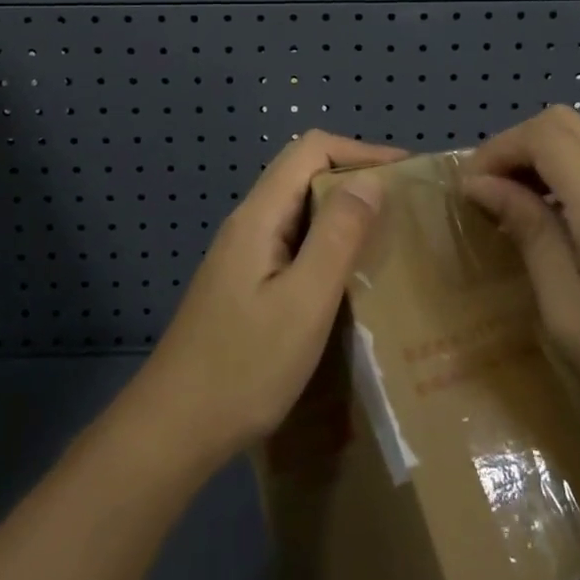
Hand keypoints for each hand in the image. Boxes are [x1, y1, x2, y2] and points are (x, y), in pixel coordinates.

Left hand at [131, 130, 404, 469]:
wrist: (173, 430)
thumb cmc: (244, 367)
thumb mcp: (304, 301)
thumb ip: (337, 236)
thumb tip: (370, 180)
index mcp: (259, 215)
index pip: (311, 149)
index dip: (360, 150)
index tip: (406, 172)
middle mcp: (248, 224)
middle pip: (304, 173)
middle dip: (356, 178)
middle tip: (405, 207)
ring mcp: (243, 255)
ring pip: (299, 211)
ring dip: (344, 213)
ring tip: (388, 238)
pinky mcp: (245, 284)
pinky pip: (293, 244)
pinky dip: (328, 245)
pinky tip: (351, 278)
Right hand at [462, 105, 579, 472]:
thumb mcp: (570, 318)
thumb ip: (531, 236)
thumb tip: (483, 186)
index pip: (546, 135)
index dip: (499, 149)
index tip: (471, 191)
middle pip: (566, 123)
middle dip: (517, 147)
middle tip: (490, 194)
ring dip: (545, 160)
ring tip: (519, 210)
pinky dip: (574, 177)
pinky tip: (564, 226)